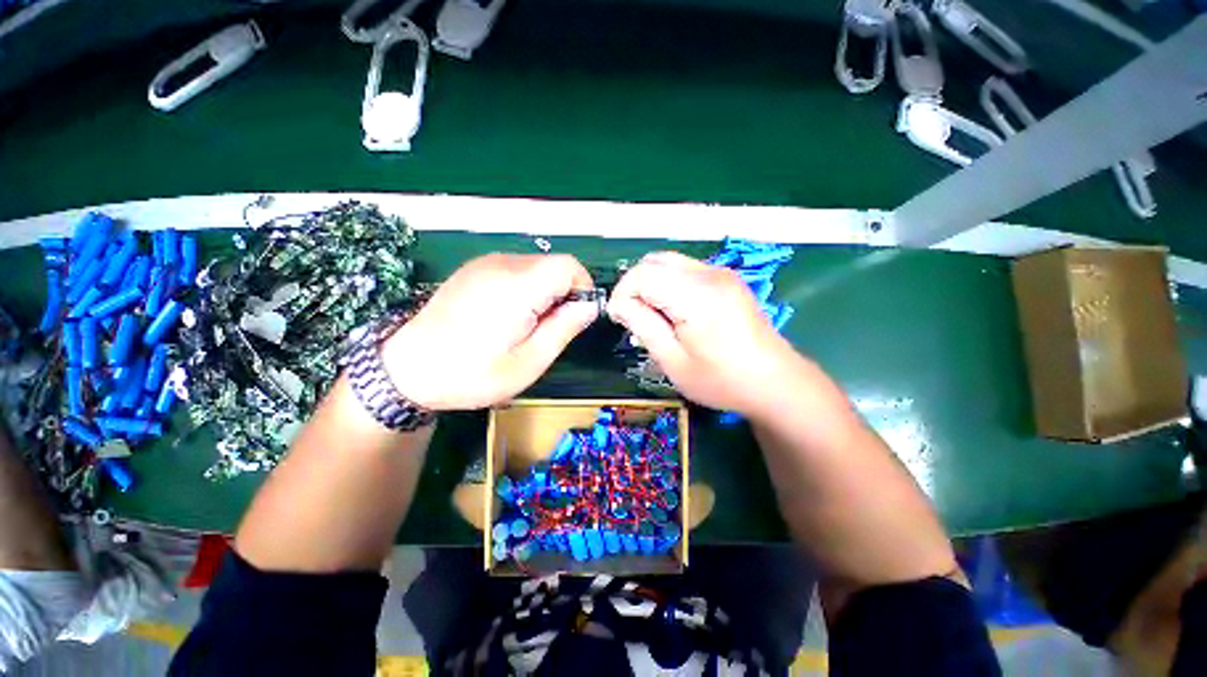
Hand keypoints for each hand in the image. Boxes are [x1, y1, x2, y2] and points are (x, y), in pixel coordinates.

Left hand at [382, 254, 596, 410]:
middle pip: (553, 266)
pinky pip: (515, 270)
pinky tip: (506, 316)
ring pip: (536, 267)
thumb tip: (589, 306)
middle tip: (547, 330)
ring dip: (543, 293)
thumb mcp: (528, 363)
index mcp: (518, 286)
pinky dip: (525, 289)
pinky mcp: (474, 269)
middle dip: (563, 294)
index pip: (569, 266)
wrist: (408, 369)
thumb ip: (564, 328)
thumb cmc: (472, 374)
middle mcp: (502, 264)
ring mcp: (485, 264)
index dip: (582, 289)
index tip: (575, 318)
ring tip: (525, 327)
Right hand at [607, 251, 805, 416]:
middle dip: (635, 286)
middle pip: (654, 261)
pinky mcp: (726, 278)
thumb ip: (643, 326)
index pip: (643, 274)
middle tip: (634, 318)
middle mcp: (710, 274)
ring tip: (654, 317)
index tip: (620, 320)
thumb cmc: (722, 380)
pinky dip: (668, 284)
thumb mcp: (673, 362)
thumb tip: (619, 304)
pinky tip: (675, 312)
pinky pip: (685, 270)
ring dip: (651, 284)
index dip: (623, 294)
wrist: (775, 381)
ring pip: (668, 262)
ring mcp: (721, 273)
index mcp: (697, 296)